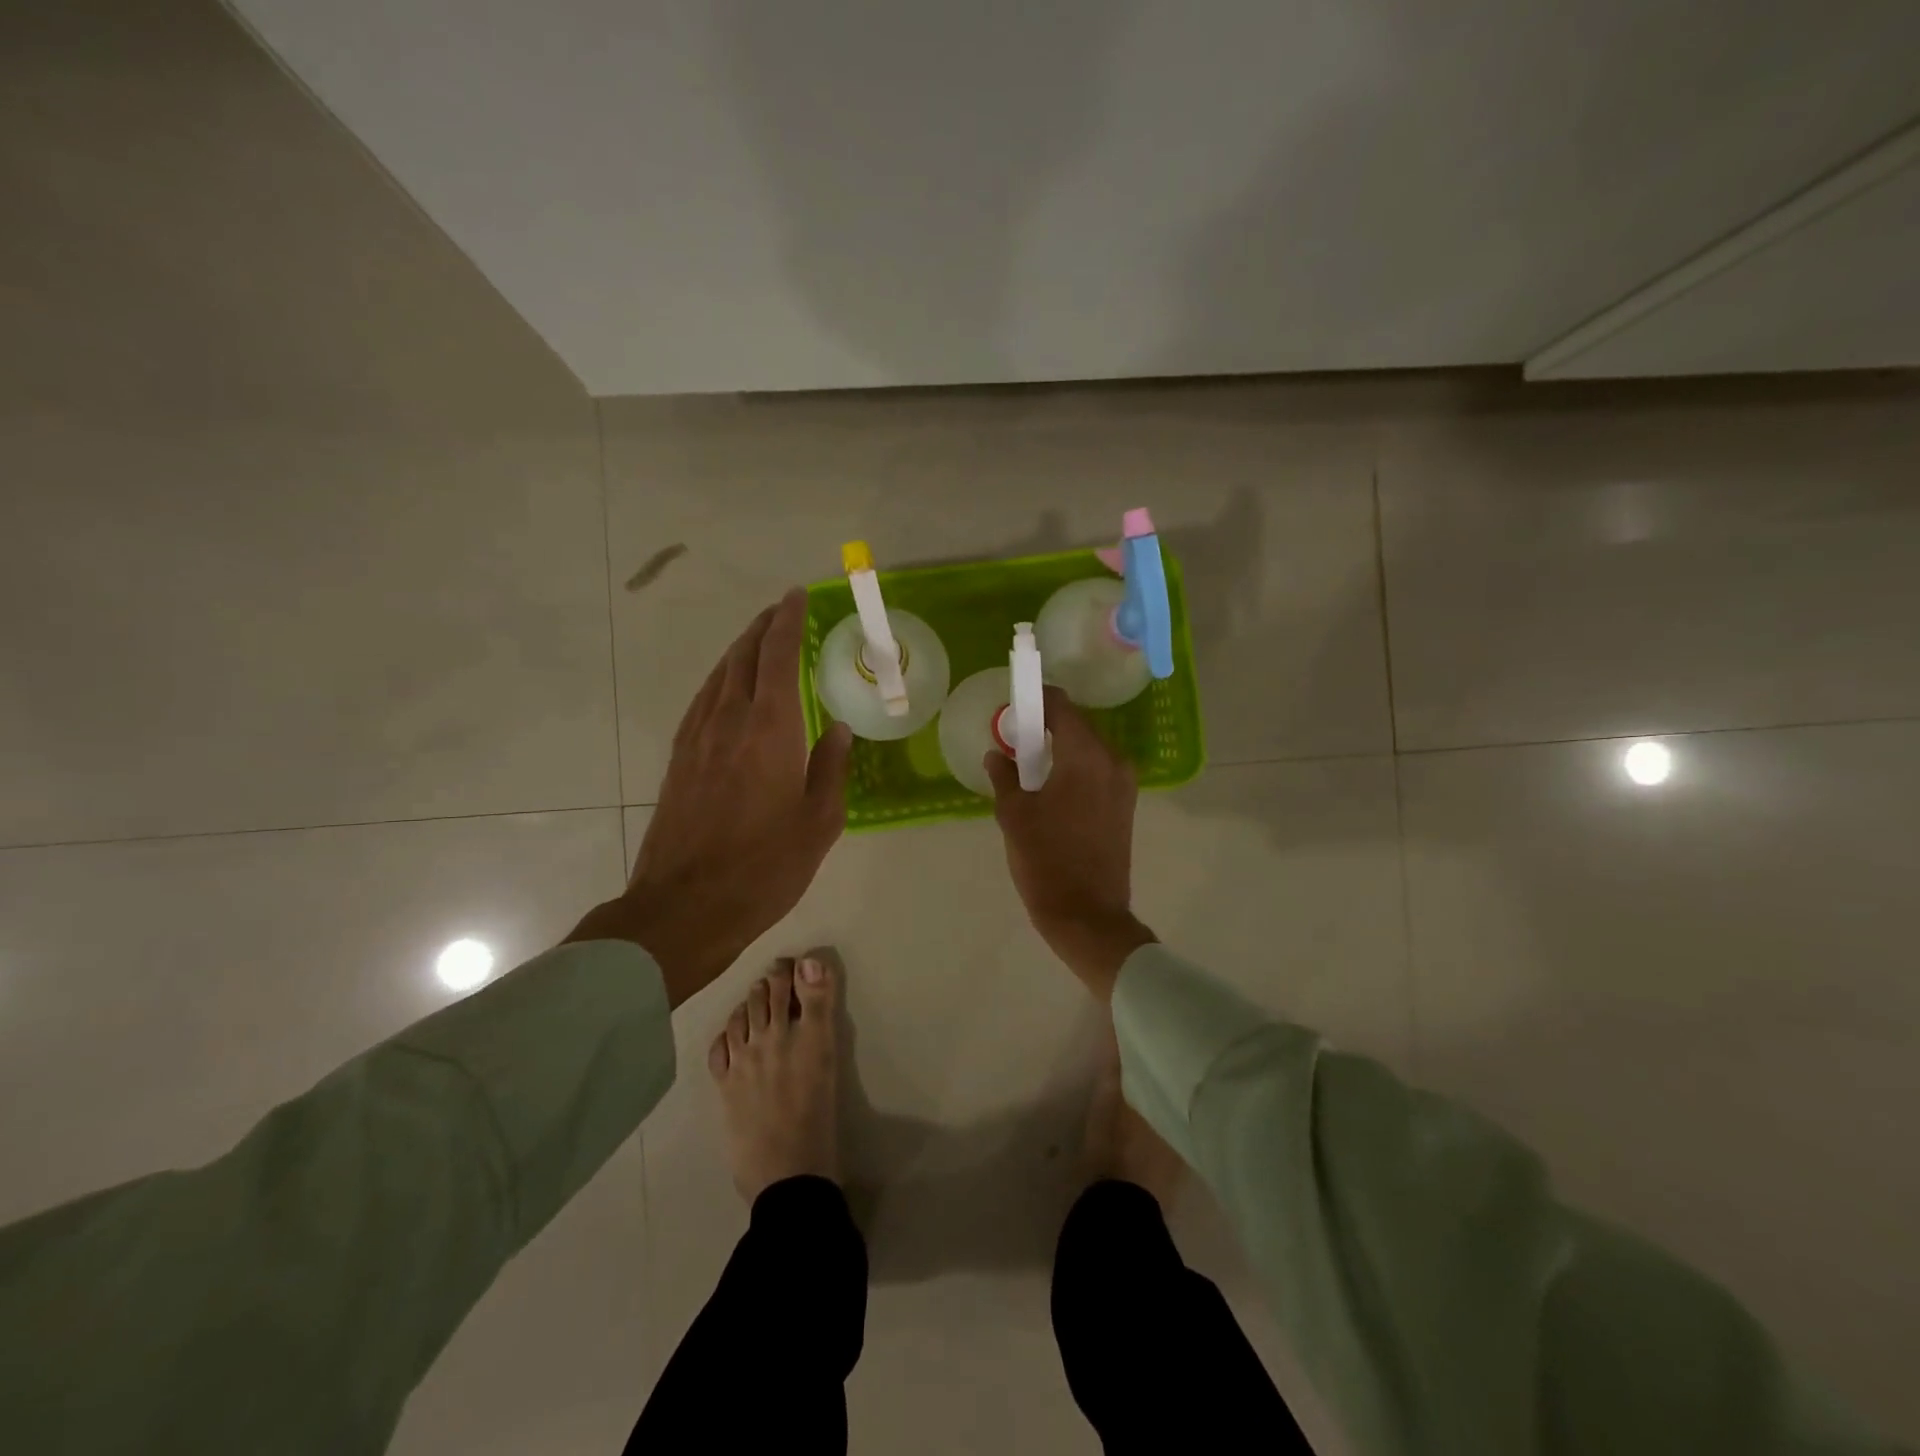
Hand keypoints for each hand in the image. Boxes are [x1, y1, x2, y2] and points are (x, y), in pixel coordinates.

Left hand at [567, 589, 851, 1006]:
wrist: (685, 907)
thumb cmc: (764, 868)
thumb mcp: (819, 824)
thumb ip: (831, 768)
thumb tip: (837, 728)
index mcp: (769, 730)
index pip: (777, 658)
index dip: (787, 622)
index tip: (797, 597)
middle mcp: (728, 722)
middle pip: (742, 657)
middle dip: (762, 628)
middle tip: (781, 611)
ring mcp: (696, 739)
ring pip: (718, 676)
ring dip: (739, 651)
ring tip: (757, 640)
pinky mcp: (678, 760)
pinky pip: (702, 701)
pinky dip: (720, 681)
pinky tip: (727, 689)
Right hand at [983, 687, 1155, 997]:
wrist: (1088, 914)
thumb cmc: (1046, 860)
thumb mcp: (1014, 815)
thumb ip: (1004, 776)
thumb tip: (996, 755)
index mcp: (1085, 756)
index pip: (1061, 707)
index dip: (1037, 699)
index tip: (1015, 703)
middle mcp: (1112, 761)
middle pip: (1077, 726)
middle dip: (1046, 725)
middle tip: (1015, 738)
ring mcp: (1124, 784)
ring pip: (1089, 749)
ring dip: (1061, 748)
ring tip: (1029, 764)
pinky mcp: (1125, 805)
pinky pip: (1098, 771)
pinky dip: (1075, 768)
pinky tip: (1051, 786)